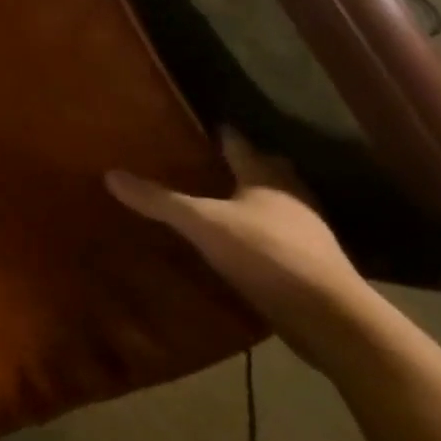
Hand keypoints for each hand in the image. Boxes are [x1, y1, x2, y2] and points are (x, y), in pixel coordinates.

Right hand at [105, 130, 372, 359]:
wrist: (329, 316)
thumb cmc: (266, 253)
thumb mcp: (202, 224)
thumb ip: (159, 201)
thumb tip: (110, 174)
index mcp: (265, 177)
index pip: (240, 143)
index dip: (222, 133)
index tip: (202, 124)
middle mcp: (290, 197)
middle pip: (266, 169)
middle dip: (245, 163)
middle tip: (212, 160)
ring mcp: (307, 233)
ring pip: (278, 203)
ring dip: (256, 199)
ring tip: (224, 200)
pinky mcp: (311, 266)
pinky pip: (281, 236)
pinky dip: (263, 233)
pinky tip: (243, 243)